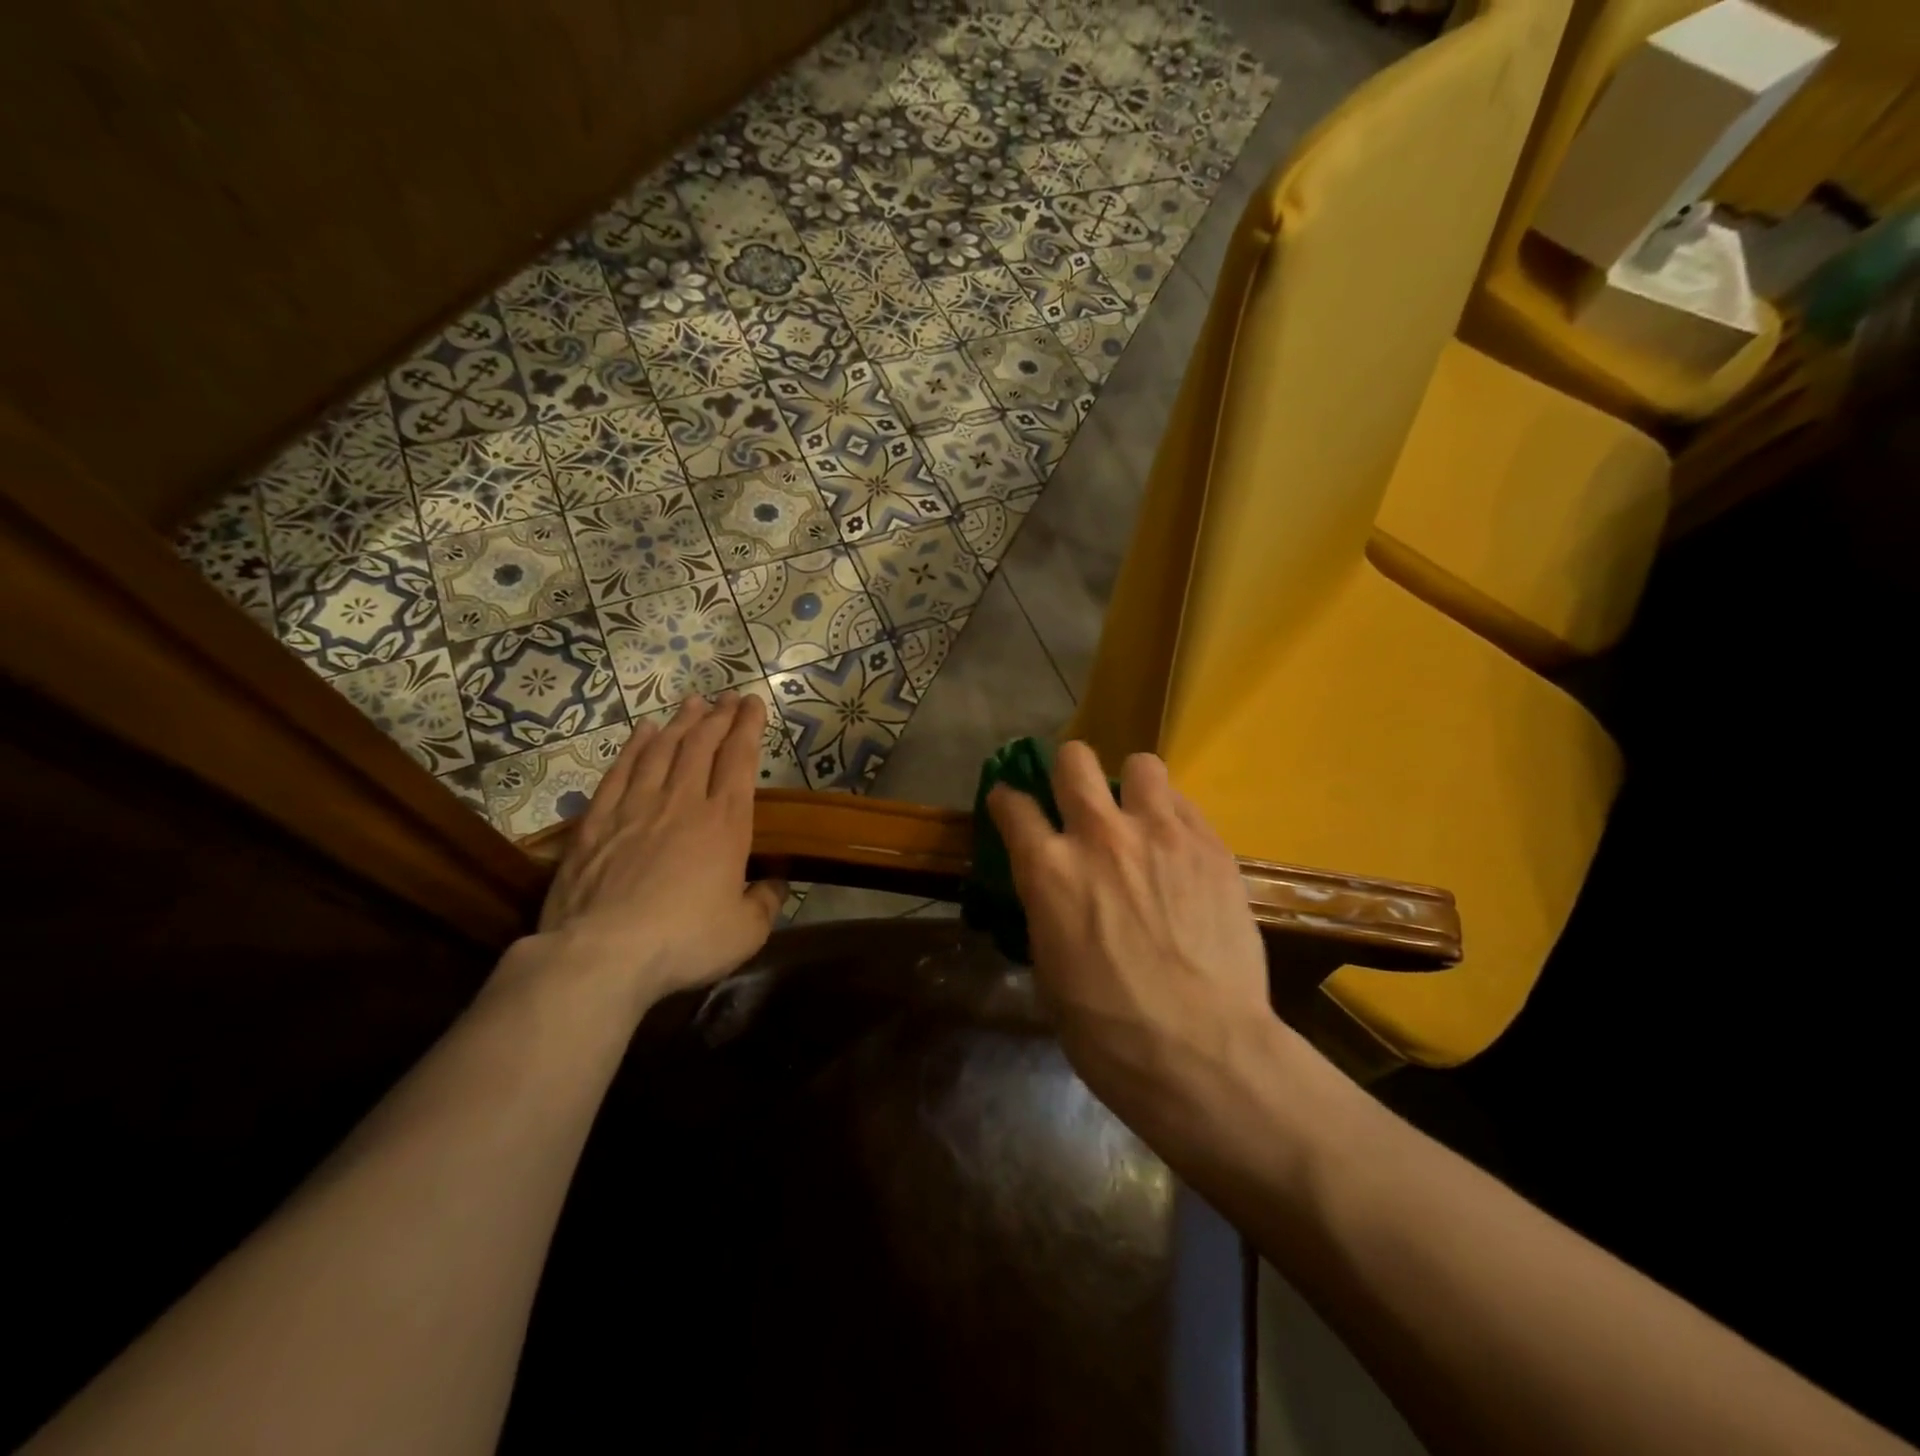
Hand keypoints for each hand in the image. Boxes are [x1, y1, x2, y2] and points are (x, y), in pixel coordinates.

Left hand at [534, 692, 785, 1009]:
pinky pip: (620, 771)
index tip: (753, 703)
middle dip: (718, 716)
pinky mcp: (597, 822)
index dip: (748, 727)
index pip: (740, 759)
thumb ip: (765, 902)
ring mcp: (636, 807)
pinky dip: (634, 747)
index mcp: (724, 822)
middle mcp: (682, 802)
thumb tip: (774, 884)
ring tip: (692, 703)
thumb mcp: (745, 932)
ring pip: (662, 750)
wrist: (603, 955)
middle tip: (727, 697)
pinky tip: (642, 732)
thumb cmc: (685, 941)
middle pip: (702, 745)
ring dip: (680, 723)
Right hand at [986, 742, 1274, 1123]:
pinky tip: (1178, 851)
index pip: (1012, 805)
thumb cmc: (1107, 1029)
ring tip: (1139, 815)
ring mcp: (1160, 833)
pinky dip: (1173, 818)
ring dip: (1132, 786)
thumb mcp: (1049, 968)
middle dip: (1068, 770)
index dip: (1007, 802)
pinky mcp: (1210, 846)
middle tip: (1076, 797)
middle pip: (1074, 760)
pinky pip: (1185, 805)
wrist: (1201, 1051)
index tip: (1011, 806)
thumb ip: (1048, 910)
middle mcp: (1099, 834)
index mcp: (1047, 869)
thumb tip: (1055, 894)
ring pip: (1141, 765)